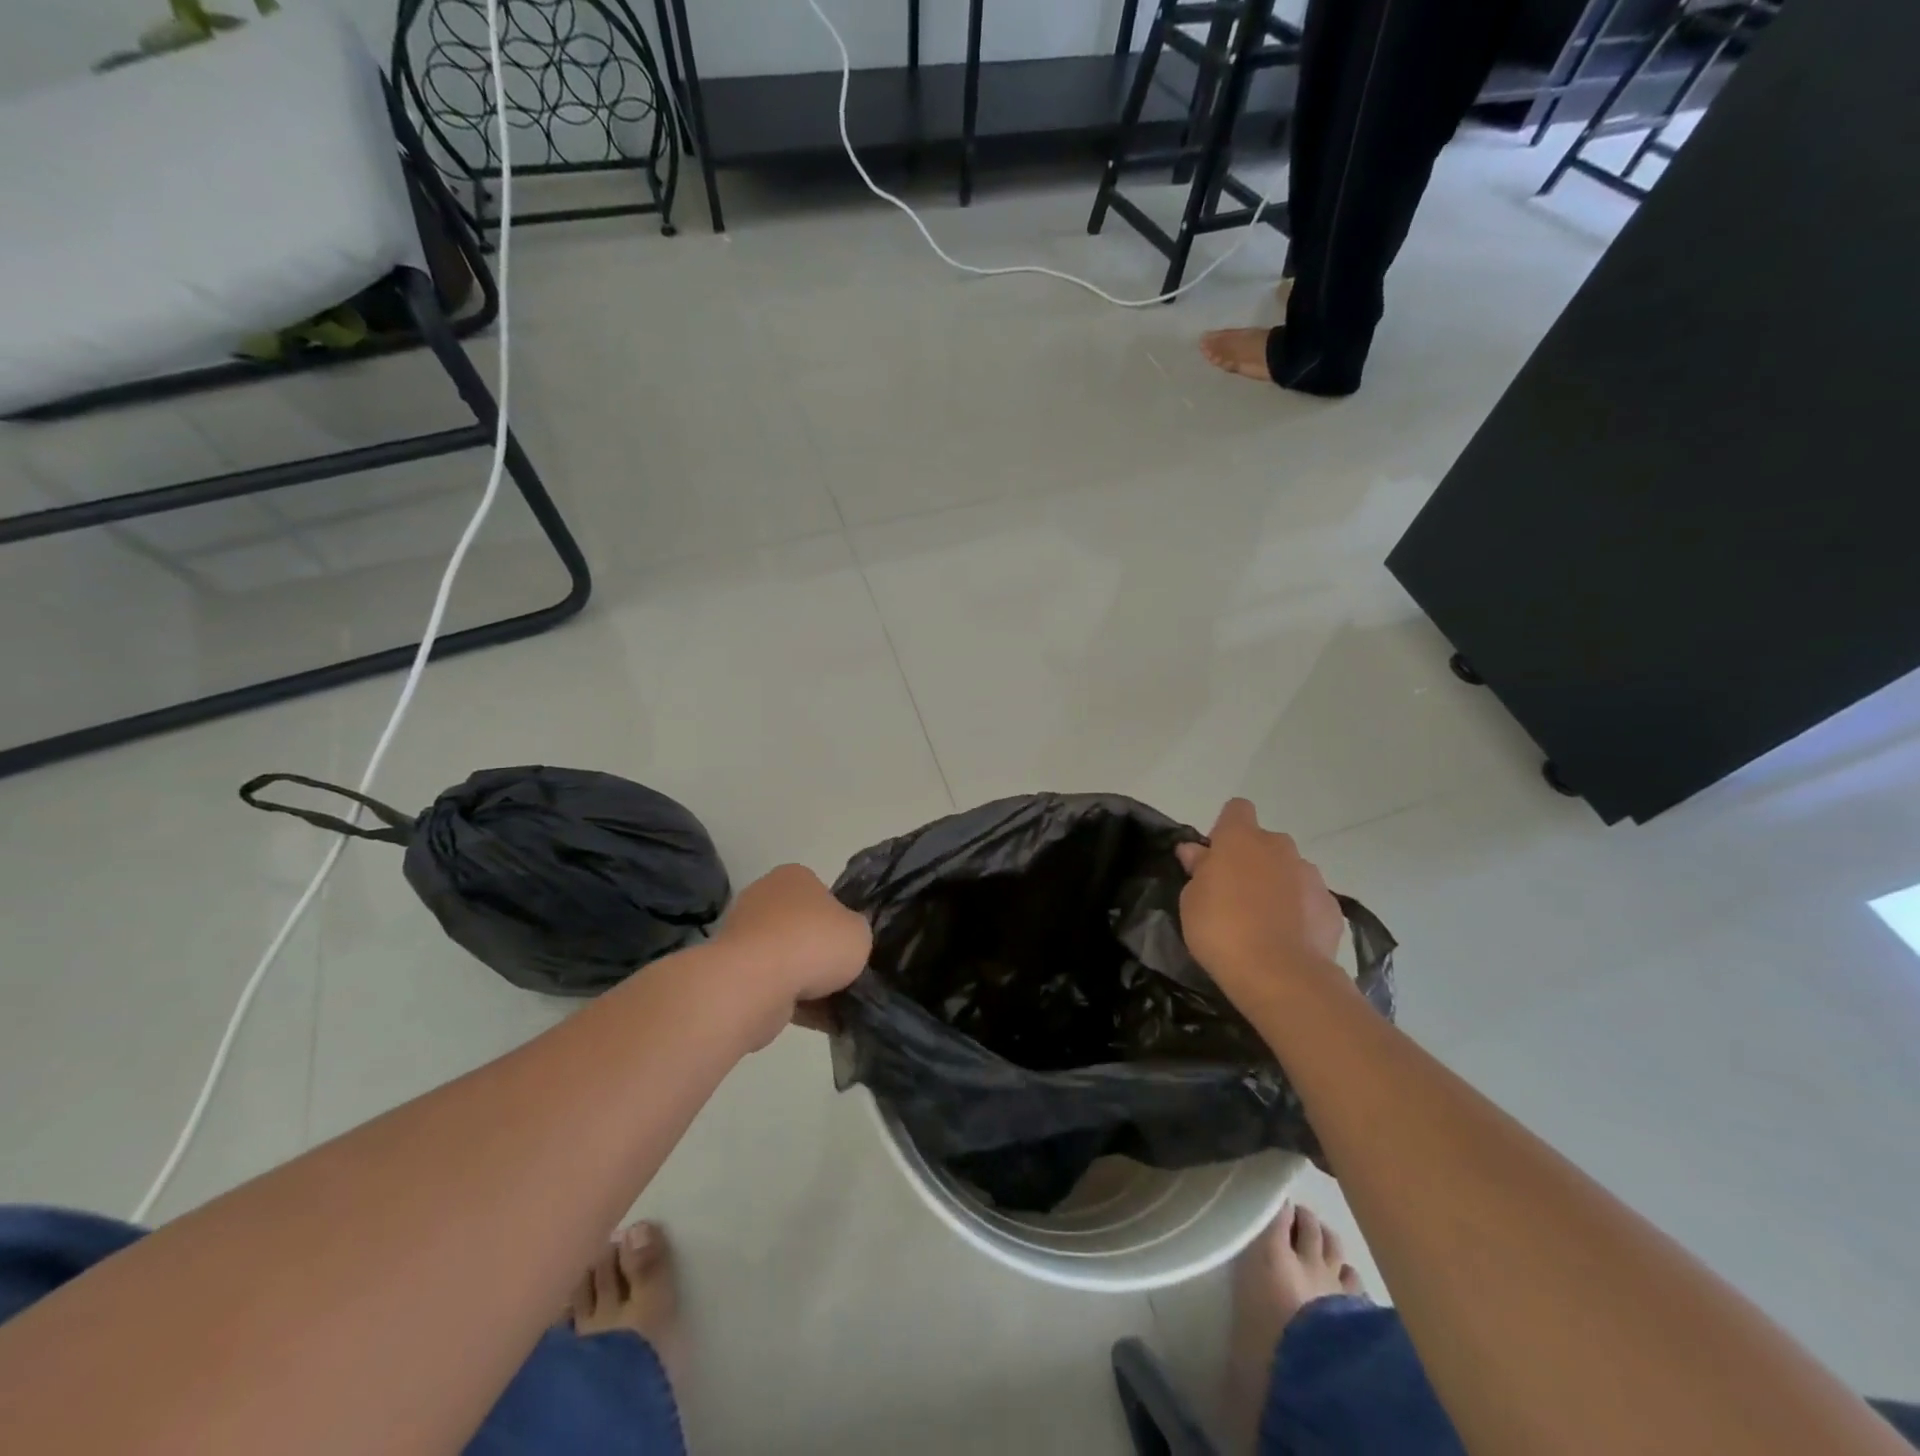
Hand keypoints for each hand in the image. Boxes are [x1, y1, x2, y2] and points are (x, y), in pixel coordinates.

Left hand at [710, 864, 870, 1034]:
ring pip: (786, 958)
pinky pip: (771, 984)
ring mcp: (743, 934)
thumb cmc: (812, 943)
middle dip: (818, 952)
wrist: (756, 983)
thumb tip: (844, 940)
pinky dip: (792, 1000)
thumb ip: (856, 932)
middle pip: (801, 927)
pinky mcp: (732, 971)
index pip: (822, 894)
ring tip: (833, 1004)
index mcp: (794, 877)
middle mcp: (764, 897)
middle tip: (841, 975)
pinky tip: (816, 1020)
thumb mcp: (860, 932)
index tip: (848, 944)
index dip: (839, 921)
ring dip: (806, 980)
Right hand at [1175, 799, 1347, 1009]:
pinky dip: (1299, 912)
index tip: (1214, 857)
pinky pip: (1309, 900)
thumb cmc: (1222, 930)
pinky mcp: (1332, 907)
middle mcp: (1280, 847)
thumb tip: (1196, 851)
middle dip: (1252, 860)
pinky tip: (1287, 939)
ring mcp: (1311, 876)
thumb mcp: (1191, 900)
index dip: (1225, 829)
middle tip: (1234, 894)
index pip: (1237, 810)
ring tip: (1263, 922)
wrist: (1281, 976)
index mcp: (1241, 838)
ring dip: (1277, 885)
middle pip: (1265, 842)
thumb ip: (1198, 870)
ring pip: (1289, 870)